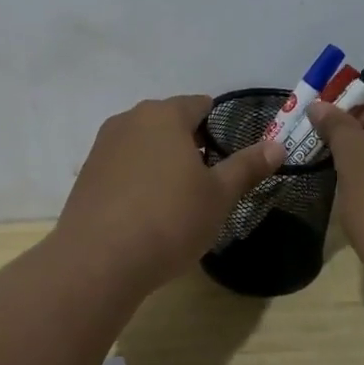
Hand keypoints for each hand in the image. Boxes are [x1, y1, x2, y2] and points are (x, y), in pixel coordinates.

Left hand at [55, 95, 283, 293]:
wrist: (99, 260)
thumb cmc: (169, 220)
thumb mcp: (219, 196)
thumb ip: (247, 166)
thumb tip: (278, 145)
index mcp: (164, 115)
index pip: (199, 104)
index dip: (218, 126)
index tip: (229, 156)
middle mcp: (129, 120)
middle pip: (168, 123)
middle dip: (190, 145)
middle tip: (207, 182)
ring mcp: (102, 146)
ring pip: (143, 144)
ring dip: (161, 162)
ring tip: (177, 200)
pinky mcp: (86, 175)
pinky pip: (122, 167)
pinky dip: (137, 180)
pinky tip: (145, 212)